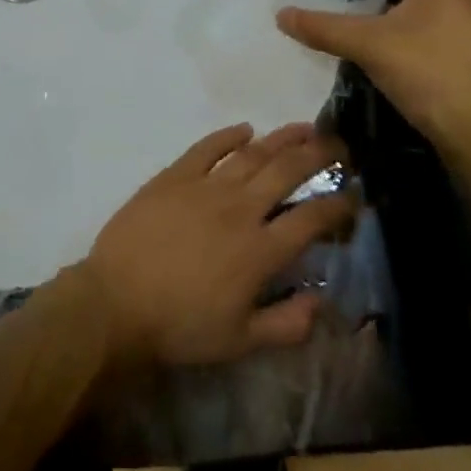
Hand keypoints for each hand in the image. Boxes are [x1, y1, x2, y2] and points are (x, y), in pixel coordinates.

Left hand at [80, 122, 355, 368]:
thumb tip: (323, 301)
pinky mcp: (174, 176)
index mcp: (260, 251)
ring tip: (303, 128)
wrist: (117, 302)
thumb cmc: (180, 327)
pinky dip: (227, 136)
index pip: (311, 220)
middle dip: (316, 156)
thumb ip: (287, 324)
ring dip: (281, 138)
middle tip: (337, 145)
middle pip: (286, 173)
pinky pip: (207, 148)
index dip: (338, 205)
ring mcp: (205, 187)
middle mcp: (239, 209)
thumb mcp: (240, 341)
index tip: (353, 194)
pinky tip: (244, 129)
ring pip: (252, 154)